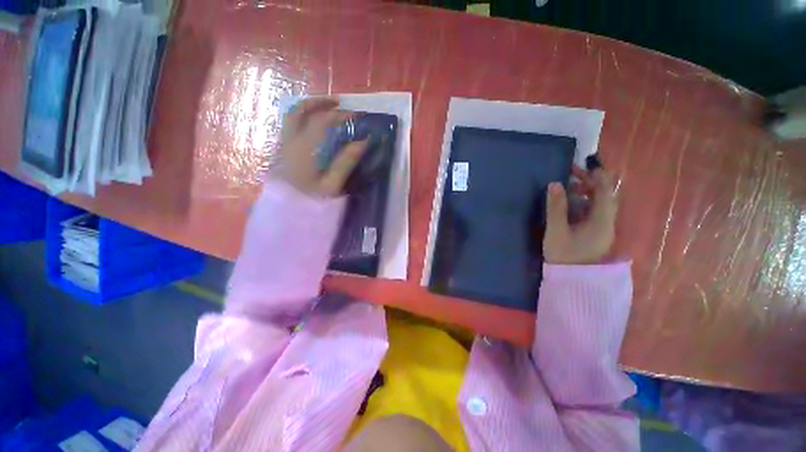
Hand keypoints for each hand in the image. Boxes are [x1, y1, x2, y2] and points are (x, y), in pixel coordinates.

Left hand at [276, 97, 367, 196]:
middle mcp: (289, 143)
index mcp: (303, 150)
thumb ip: (345, 162)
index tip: (357, 116)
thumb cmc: (309, 204)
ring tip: (326, 111)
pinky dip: (302, 120)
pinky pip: (289, 128)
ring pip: (291, 118)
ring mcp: (282, 147)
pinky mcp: (281, 155)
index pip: (321, 122)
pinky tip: (313, 128)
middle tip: (338, 103)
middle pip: (299, 111)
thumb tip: (363, 142)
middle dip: (319, 102)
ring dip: (309, 109)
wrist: (284, 219)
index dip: (340, 116)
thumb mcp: (331, 186)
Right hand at [544, 169, 617, 263]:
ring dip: (588, 191)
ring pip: (601, 203)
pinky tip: (572, 202)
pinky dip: (585, 202)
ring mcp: (603, 228)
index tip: (582, 164)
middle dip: (591, 181)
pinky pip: (595, 211)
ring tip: (569, 186)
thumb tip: (554, 184)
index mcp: (601, 220)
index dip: (595, 176)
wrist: (572, 279)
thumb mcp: (556, 230)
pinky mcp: (597, 233)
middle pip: (605, 195)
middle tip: (572, 172)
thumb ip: (556, 207)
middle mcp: (607, 222)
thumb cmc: (564, 255)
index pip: (604, 191)